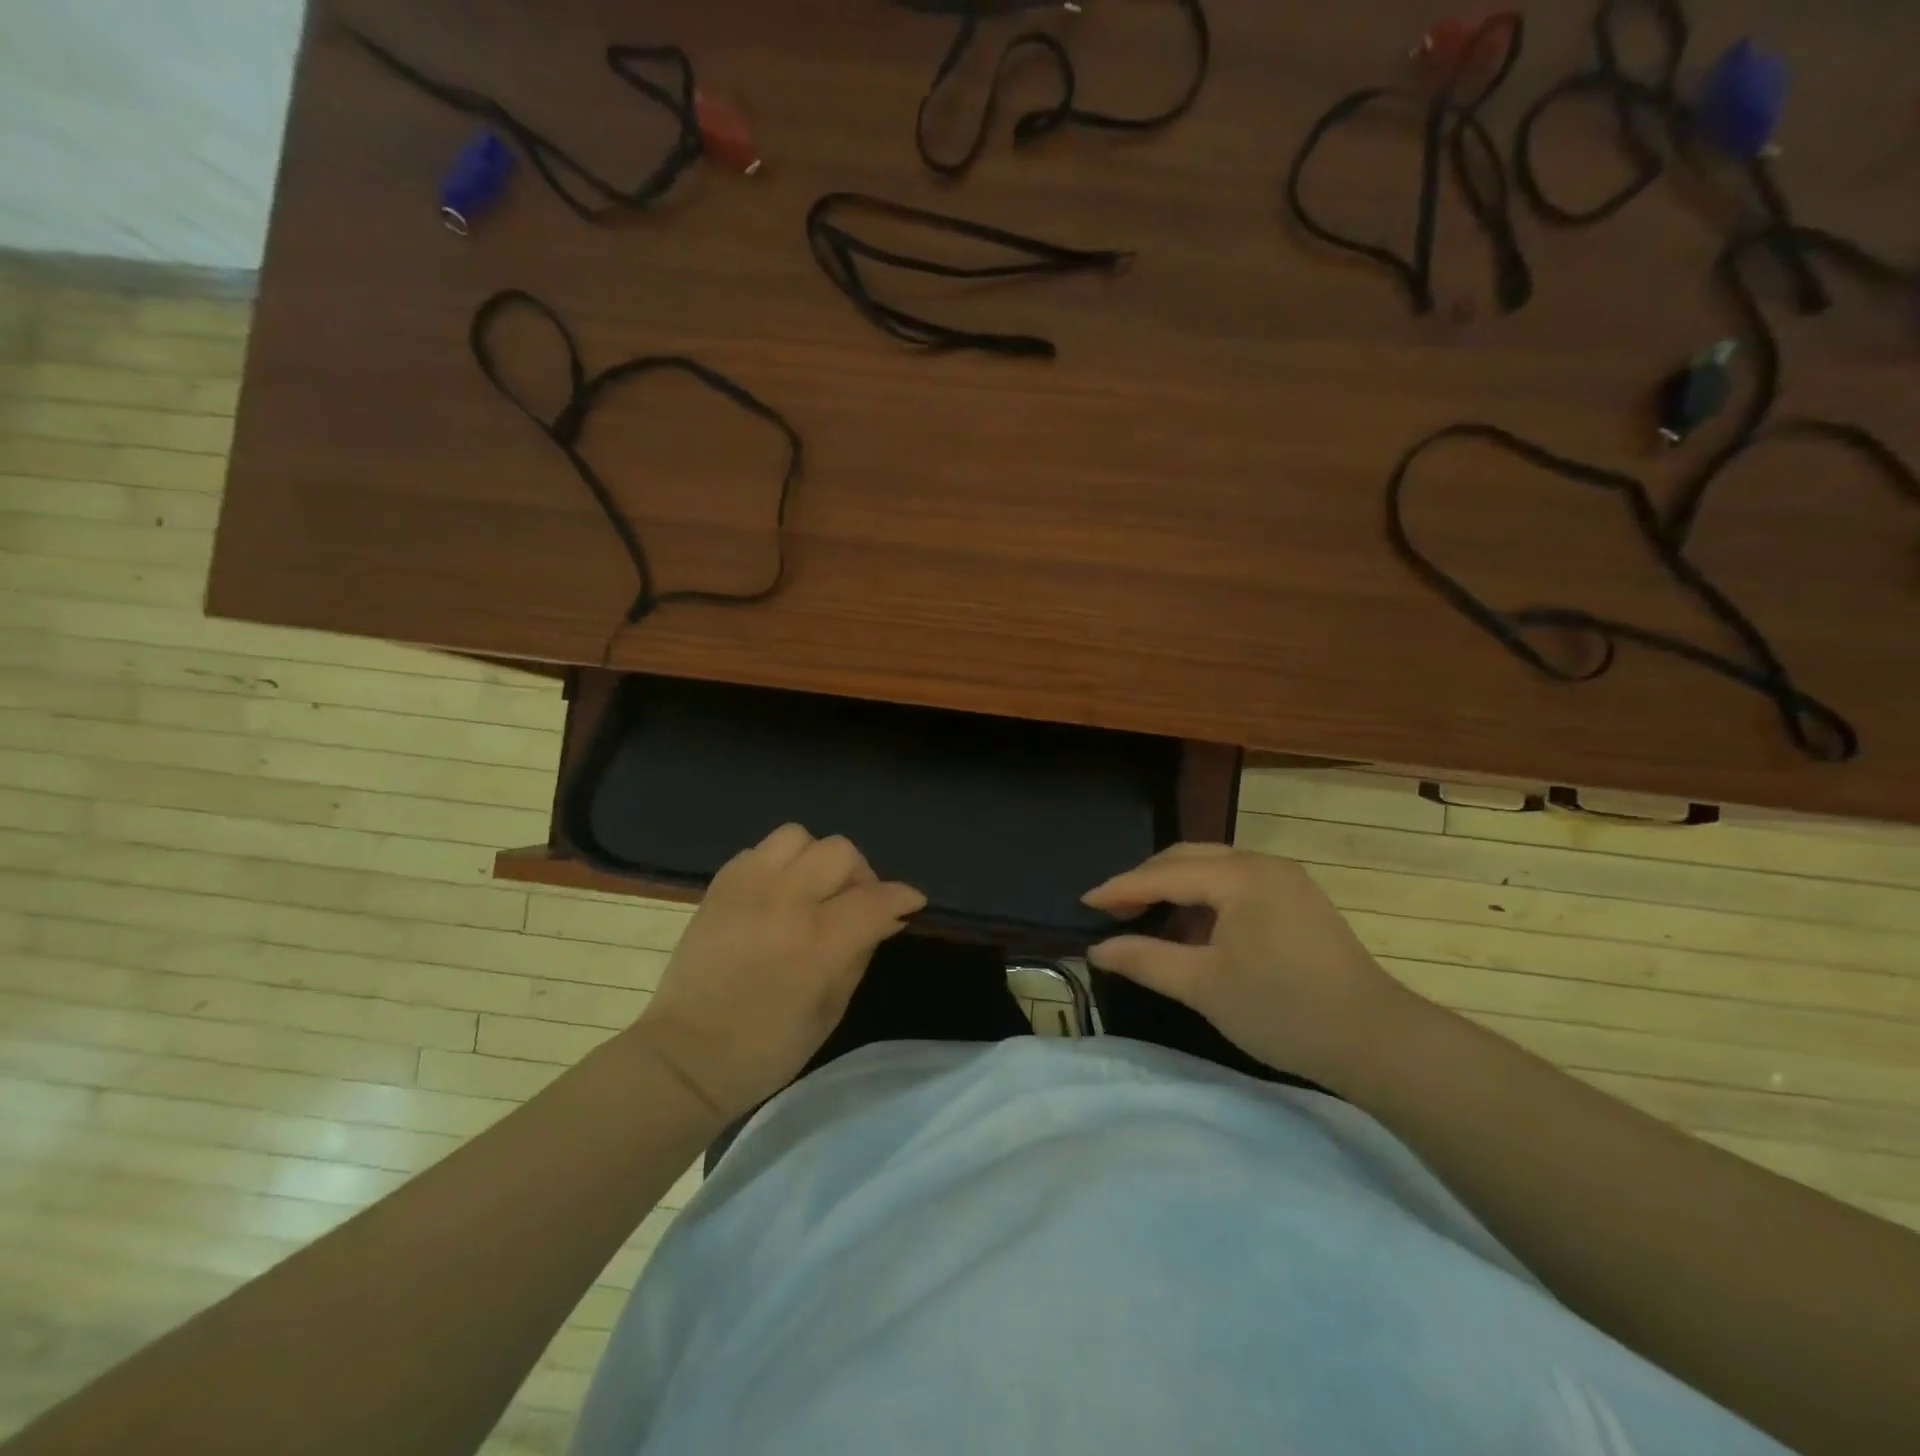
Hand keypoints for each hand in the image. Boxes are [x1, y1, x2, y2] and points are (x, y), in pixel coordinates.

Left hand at [633, 824, 925, 1119]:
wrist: (686, 1057)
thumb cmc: (768, 1048)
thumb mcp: (832, 1008)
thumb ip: (861, 952)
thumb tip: (885, 918)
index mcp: (817, 944)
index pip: (875, 898)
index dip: (902, 896)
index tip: (910, 903)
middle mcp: (784, 903)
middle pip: (840, 852)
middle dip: (861, 875)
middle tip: (855, 903)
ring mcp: (746, 888)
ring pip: (799, 836)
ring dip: (816, 860)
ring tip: (812, 890)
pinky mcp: (719, 886)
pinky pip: (761, 850)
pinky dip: (779, 865)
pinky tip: (777, 895)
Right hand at [1082, 843, 1420, 1089]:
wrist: (1376, 1040)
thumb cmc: (1282, 1009)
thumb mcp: (1203, 986)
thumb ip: (1145, 960)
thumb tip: (1098, 949)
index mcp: (1240, 876)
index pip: (1165, 873)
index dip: (1120, 888)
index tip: (1084, 901)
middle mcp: (1263, 864)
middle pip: (1188, 859)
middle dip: (1146, 881)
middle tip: (1111, 909)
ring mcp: (1286, 880)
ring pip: (1214, 869)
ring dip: (1176, 889)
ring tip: (1146, 919)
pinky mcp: (1299, 900)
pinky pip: (1237, 885)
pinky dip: (1206, 900)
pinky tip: (1194, 929)